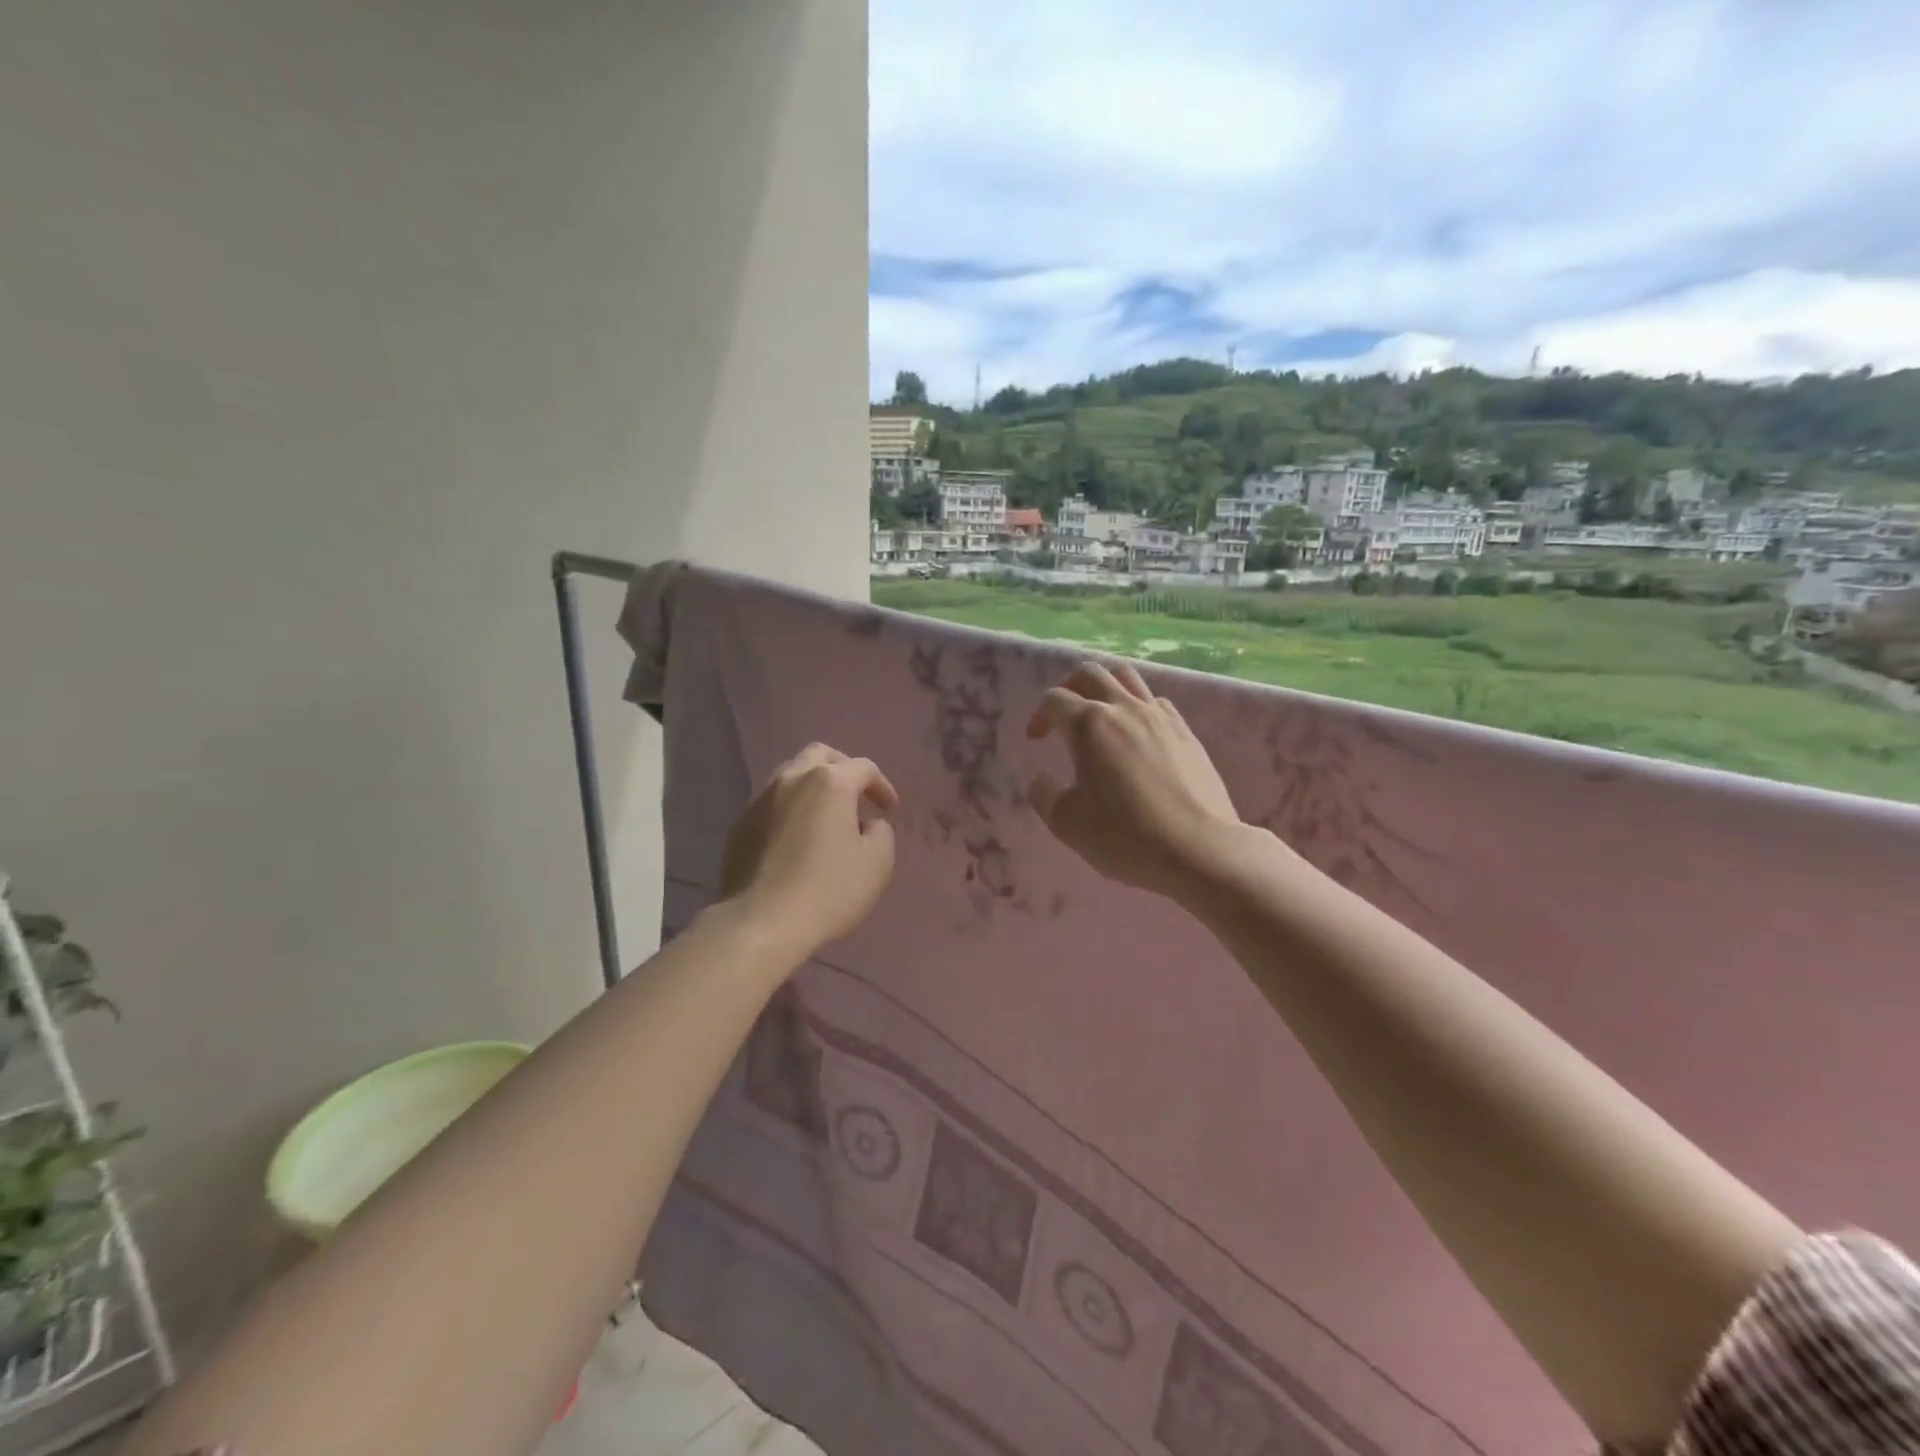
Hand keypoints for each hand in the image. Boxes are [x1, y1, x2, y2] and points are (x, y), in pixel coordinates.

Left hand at [720, 743, 898, 957]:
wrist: (761, 922)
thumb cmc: (828, 890)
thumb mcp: (877, 864)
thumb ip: (881, 833)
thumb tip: (867, 825)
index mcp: (829, 782)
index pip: (863, 768)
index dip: (882, 786)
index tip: (889, 811)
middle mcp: (792, 779)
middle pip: (820, 755)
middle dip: (843, 769)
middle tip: (856, 796)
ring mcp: (760, 800)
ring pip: (791, 775)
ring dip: (813, 788)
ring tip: (825, 817)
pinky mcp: (739, 825)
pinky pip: (771, 804)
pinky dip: (790, 810)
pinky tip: (796, 838)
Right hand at [1027, 662, 1241, 899]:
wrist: (1199, 849)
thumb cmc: (1125, 836)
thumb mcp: (1067, 823)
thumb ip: (1044, 795)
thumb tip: (1040, 779)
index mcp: (1089, 725)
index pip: (1054, 700)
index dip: (1039, 715)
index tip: (1036, 740)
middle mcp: (1124, 709)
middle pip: (1090, 673)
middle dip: (1068, 687)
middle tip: (1063, 715)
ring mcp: (1160, 717)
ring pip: (1127, 677)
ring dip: (1105, 687)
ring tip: (1100, 714)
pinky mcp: (1186, 732)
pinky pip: (1156, 702)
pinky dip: (1138, 707)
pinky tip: (1137, 735)